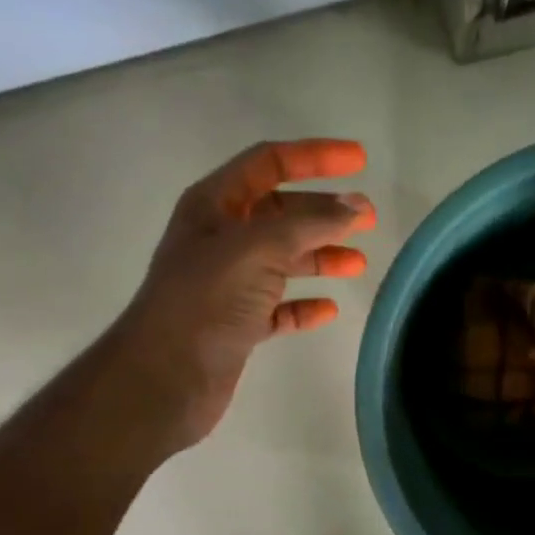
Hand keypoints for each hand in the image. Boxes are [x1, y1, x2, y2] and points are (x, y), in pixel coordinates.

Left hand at [115, 139, 374, 448]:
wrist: (165, 378)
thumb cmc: (205, 300)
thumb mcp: (258, 249)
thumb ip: (310, 224)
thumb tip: (356, 207)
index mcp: (214, 205)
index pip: (269, 162)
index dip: (315, 156)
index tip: (360, 160)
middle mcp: (220, 239)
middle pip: (281, 212)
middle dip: (324, 212)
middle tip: (369, 219)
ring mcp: (228, 283)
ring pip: (283, 260)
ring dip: (320, 257)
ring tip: (358, 264)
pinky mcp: (237, 324)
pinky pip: (278, 307)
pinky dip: (303, 306)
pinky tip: (328, 310)